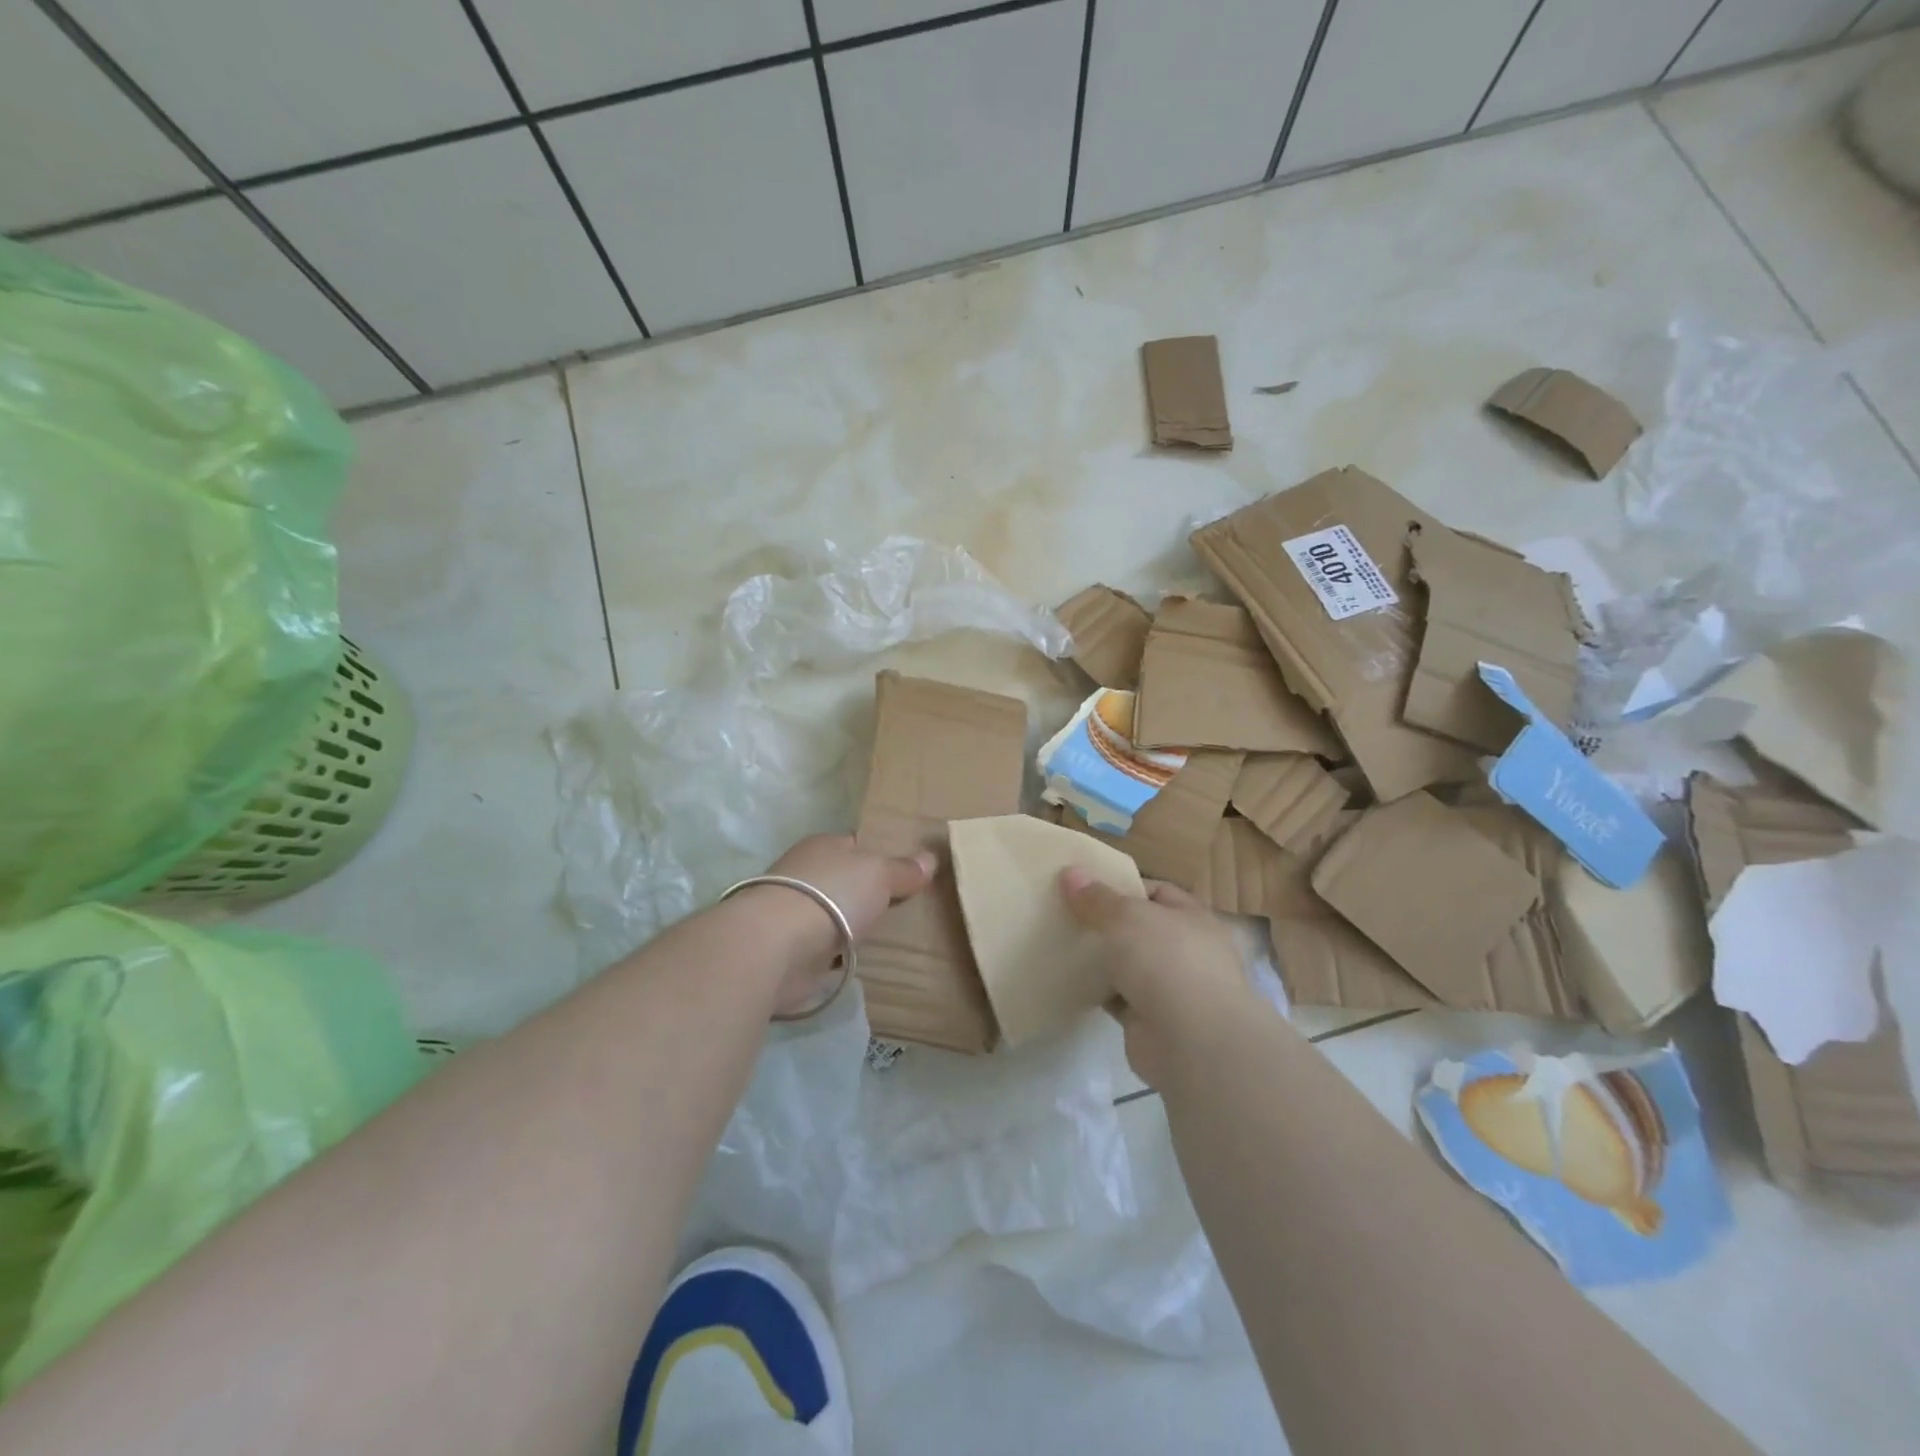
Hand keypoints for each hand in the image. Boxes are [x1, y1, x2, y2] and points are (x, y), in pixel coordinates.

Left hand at [754, 835, 936, 1015]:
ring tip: (892, 938)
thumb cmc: (831, 895)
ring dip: (854, 928)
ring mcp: (796, 915)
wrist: (776, 947)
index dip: (881, 856)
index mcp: (823, 846)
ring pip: (836, 917)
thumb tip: (930, 858)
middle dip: (869, 895)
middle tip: (907, 908)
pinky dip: (841, 957)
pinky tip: (864, 962)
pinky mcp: (792, 952)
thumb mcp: (879, 873)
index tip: (909, 873)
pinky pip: (827, 951)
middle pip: (846, 882)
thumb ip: (904, 869)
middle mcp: (806, 875)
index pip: (856, 846)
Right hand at [1059, 870, 1258, 1089]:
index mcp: (1192, 918)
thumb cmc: (1167, 961)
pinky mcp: (1150, 1021)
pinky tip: (1068, 980)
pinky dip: (1097, 991)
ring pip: (1127, 965)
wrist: (1192, 1042)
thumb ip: (1097, 898)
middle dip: (1106, 923)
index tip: (1084, 886)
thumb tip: (1070, 872)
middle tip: (1065, 914)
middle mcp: (1186, 951)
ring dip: (1101, 959)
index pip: (1157, 892)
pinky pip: (1117, 997)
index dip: (1122, 886)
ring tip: (1060, 943)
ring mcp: (1171, 989)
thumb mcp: (1126, 916)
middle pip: (1139, 929)